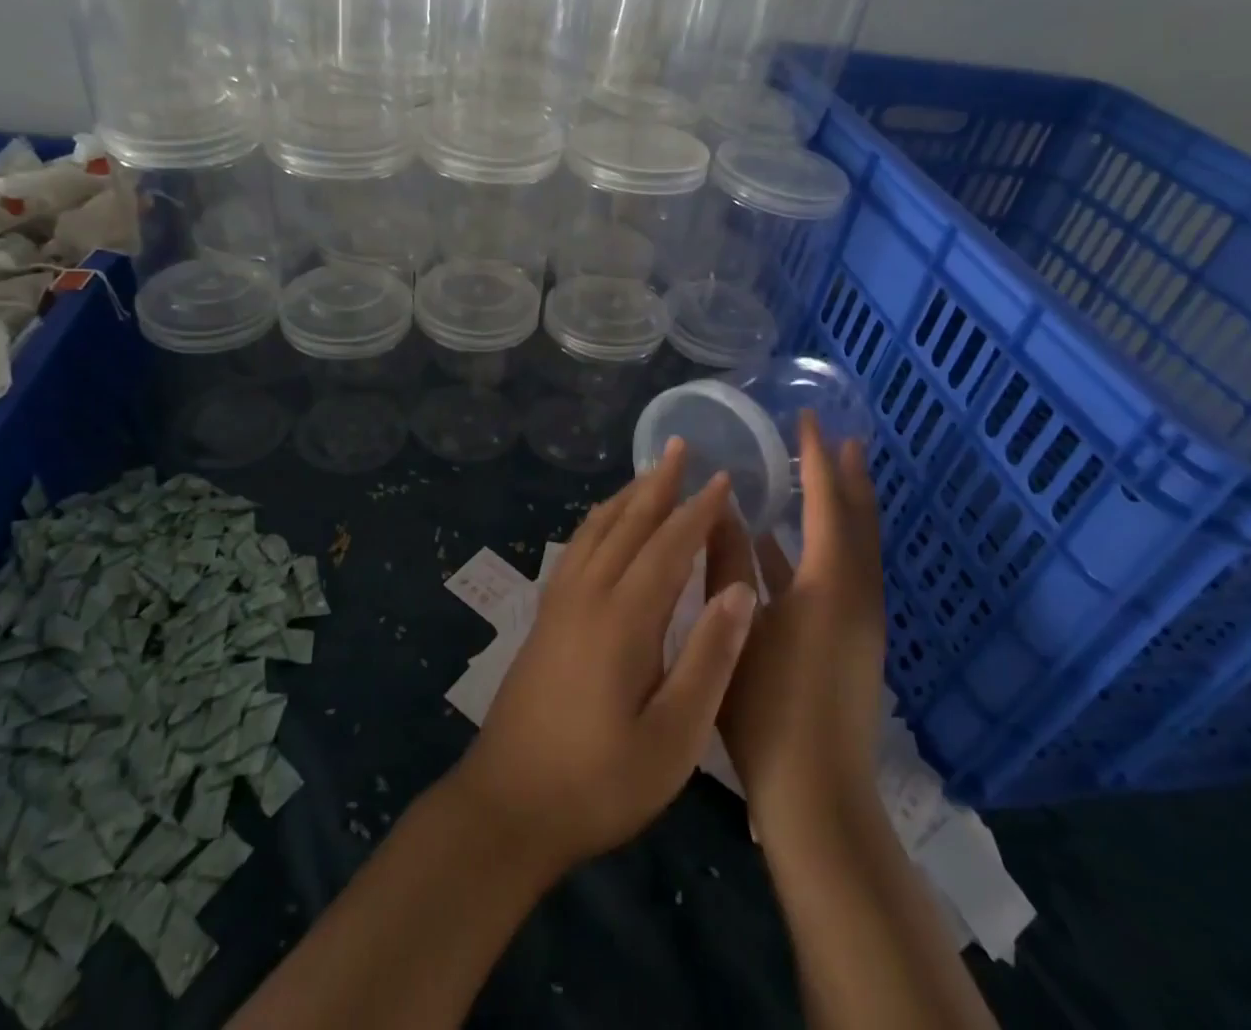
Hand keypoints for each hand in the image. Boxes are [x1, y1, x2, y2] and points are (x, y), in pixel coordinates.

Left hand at [453, 439, 759, 874]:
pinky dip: (597, 521)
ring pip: (596, 528)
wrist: (509, 804)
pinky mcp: (544, 615)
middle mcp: (588, 593)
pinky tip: (604, 523)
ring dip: (626, 496)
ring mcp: (559, 601)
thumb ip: (709, 658)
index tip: (723, 479)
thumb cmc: (600, 781)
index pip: (669, 545)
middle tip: (680, 446)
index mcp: (624, 617)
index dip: (699, 510)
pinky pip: (575, 547)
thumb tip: (741, 589)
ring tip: (648, 473)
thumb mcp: (674, 737)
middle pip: (628, 522)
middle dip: (658, 483)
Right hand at [710, 412, 886, 828]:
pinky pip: (845, 571)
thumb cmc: (767, 709)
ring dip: (842, 506)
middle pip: (858, 519)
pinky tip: (792, 544)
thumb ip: (726, 562)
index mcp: (829, 585)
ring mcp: (860, 619)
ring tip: (824, 473)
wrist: (816, 797)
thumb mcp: (735, 625)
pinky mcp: (853, 640)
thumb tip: (718, 508)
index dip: (817, 457)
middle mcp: (856, 594)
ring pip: (856, 546)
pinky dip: (827, 544)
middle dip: (847, 475)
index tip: (808, 418)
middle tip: (836, 435)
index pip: (827, 502)